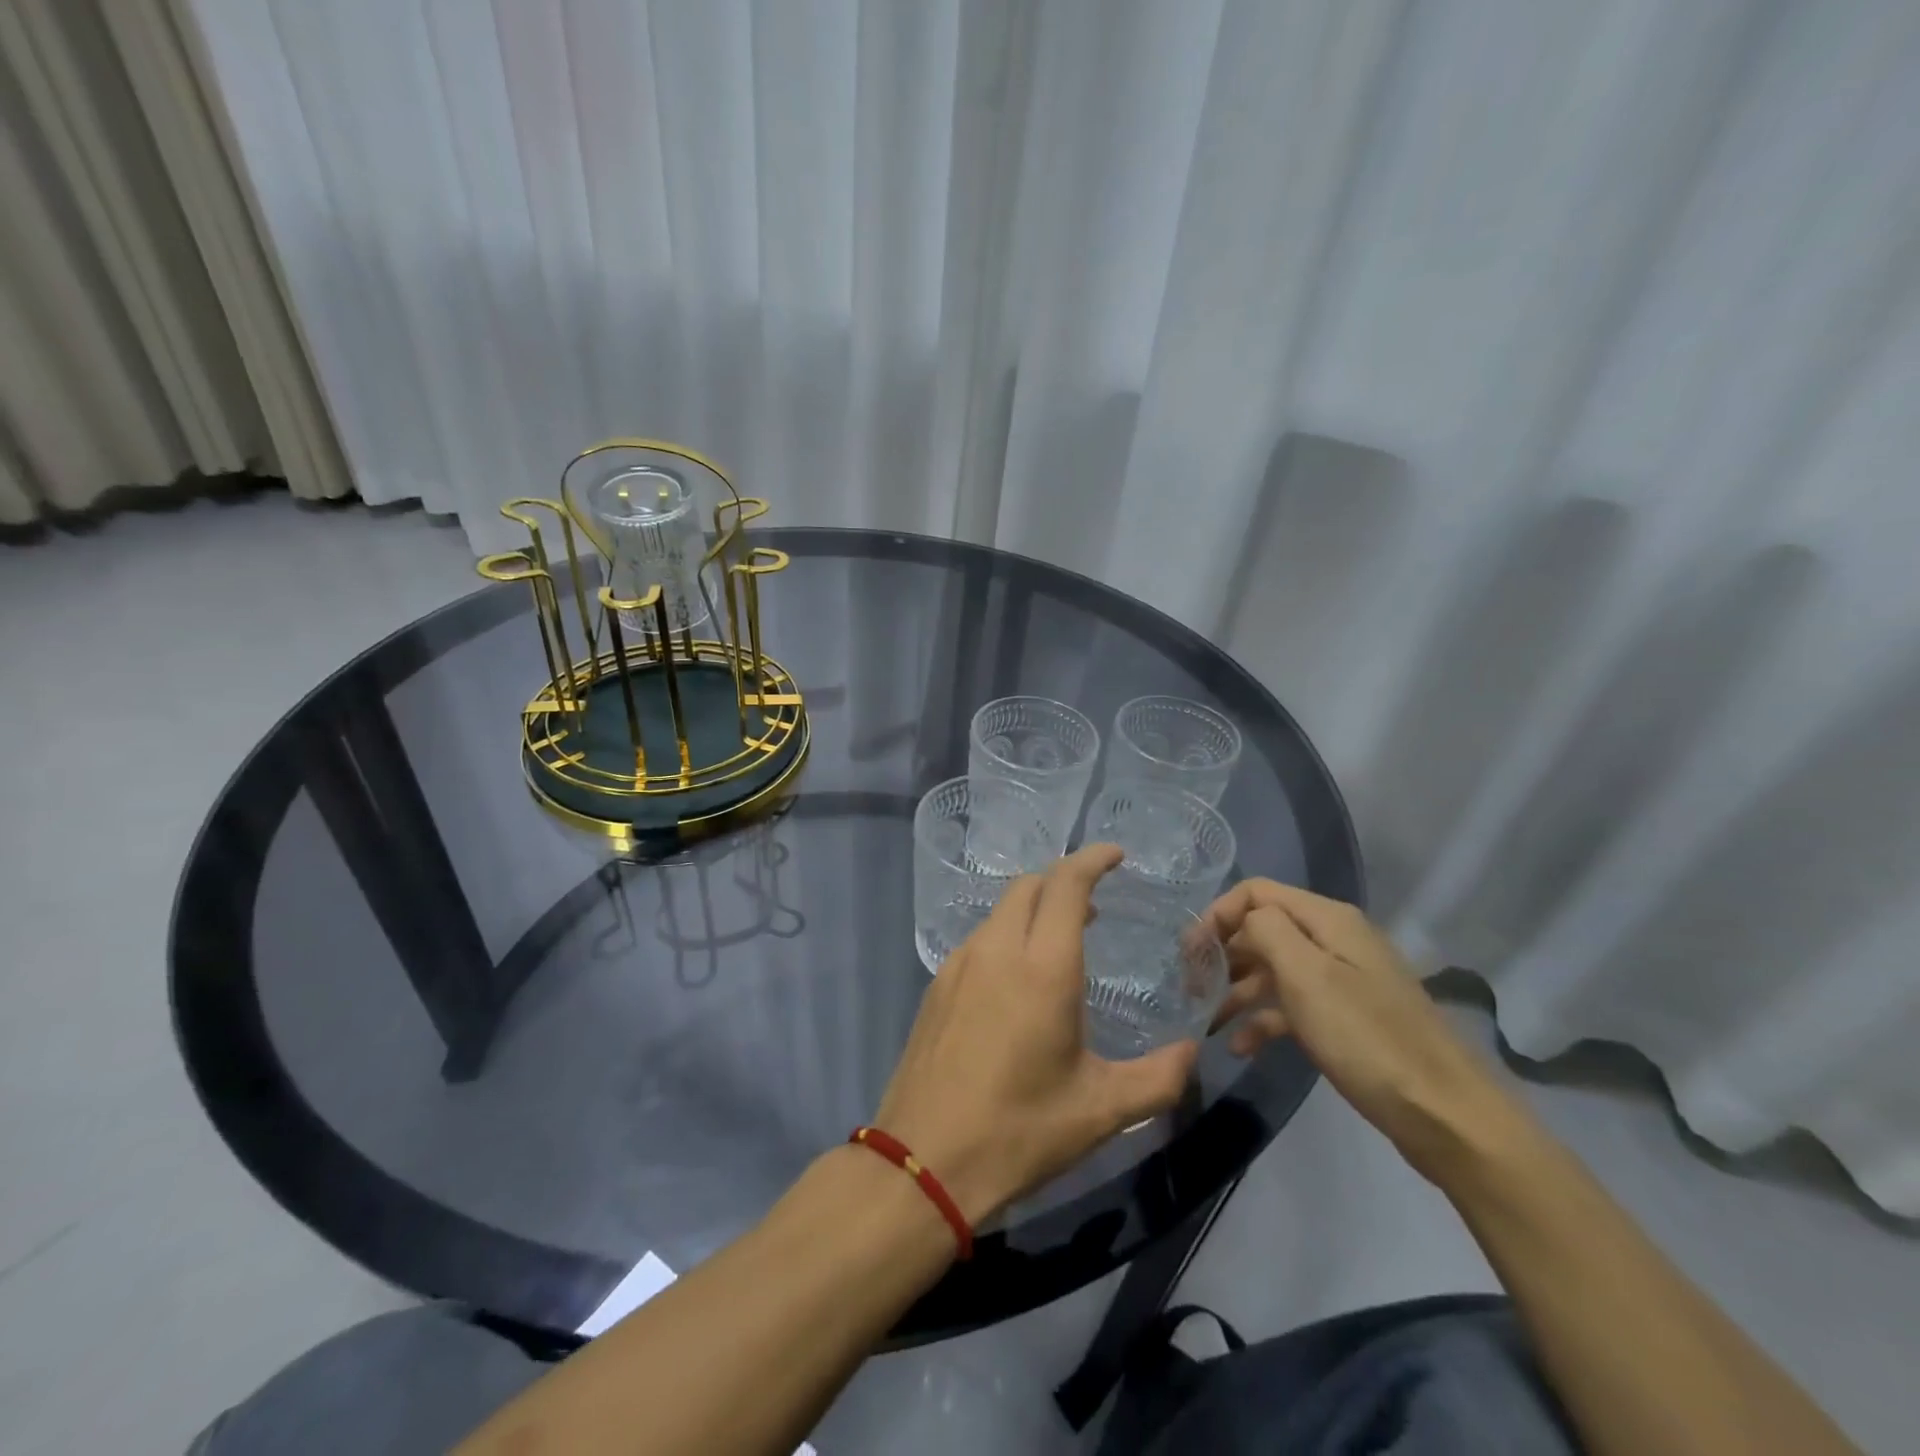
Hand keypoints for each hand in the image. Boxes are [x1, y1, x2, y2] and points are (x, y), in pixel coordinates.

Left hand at [874, 844, 1199, 1224]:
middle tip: (1094, 910)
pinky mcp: (936, 986)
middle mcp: (997, 950)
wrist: (922, 1161)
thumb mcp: (1101, 1110)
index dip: (1092, 859)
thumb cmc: (1019, 1131)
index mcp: (1042, 967)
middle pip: (1029, 886)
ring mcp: (959, 964)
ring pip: (1001, 911)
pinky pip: (979, 940)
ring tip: (1060, 946)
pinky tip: (1016, 981)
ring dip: (1033, 911)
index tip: (1116, 856)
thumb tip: (1192, 1052)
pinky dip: (1007, 937)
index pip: (1066, 884)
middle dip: (1063, 882)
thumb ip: (1159, 1078)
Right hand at [1204, 879, 1524, 1182]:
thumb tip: (1243, 920)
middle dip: (1223, 953)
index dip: (1218, 914)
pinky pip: (1294, 1005)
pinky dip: (1264, 1019)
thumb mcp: (1307, 976)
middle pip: (1264, 928)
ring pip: (1275, 969)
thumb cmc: (1366, 1038)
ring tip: (1206, 1020)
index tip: (1190, 953)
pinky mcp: (1348, 1018)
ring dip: (1237, 990)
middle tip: (1189, 987)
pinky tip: (1240, 1046)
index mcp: (1328, 919)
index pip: (1257, 892)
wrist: (1445, 1115)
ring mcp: (1343, 980)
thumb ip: (1267, 931)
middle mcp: (1335, 939)